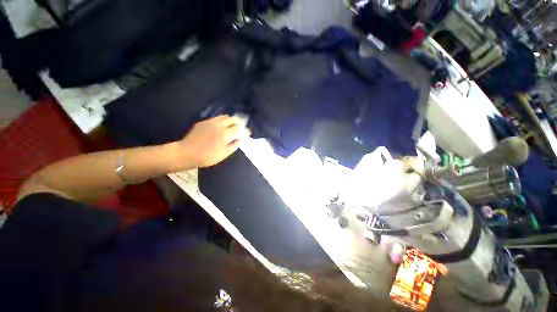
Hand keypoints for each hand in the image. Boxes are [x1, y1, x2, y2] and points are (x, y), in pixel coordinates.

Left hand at [176, 115, 246, 167]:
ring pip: (223, 117)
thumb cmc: (207, 156)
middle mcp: (218, 125)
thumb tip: (239, 140)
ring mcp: (209, 122)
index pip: (238, 128)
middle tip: (242, 125)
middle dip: (238, 121)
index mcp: (224, 134)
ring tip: (233, 124)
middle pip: (231, 119)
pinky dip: (221, 120)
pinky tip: (221, 125)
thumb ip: (233, 146)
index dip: (244, 130)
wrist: (186, 153)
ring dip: (230, 119)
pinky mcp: (202, 123)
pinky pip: (215, 118)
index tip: (248, 132)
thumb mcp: (223, 154)